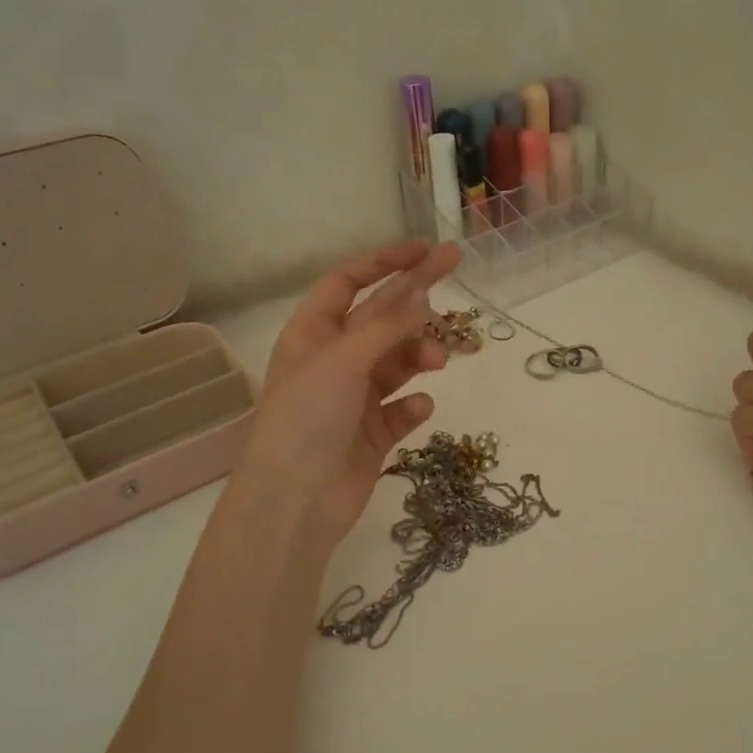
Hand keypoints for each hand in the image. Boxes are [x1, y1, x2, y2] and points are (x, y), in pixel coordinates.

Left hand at [233, 241, 462, 548]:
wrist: (296, 501)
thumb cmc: (308, 419)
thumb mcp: (343, 361)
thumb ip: (386, 327)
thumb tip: (423, 293)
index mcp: (313, 334)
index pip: (347, 283)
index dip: (383, 262)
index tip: (424, 251)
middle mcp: (334, 361)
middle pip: (381, 317)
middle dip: (416, 296)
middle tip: (456, 269)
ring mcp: (354, 398)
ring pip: (398, 362)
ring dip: (419, 355)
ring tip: (438, 361)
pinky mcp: (372, 434)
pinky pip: (402, 409)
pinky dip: (414, 405)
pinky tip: (420, 408)